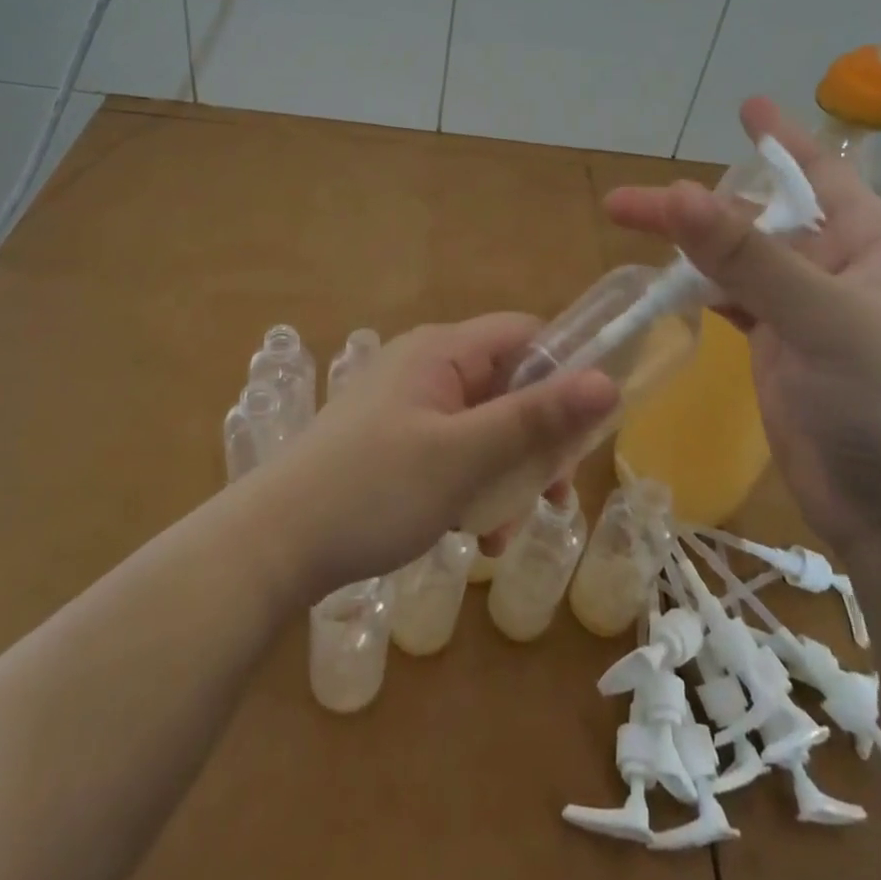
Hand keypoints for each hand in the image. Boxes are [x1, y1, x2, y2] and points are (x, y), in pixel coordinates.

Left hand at [253, 314, 616, 597]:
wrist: (272, 544)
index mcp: (441, 351)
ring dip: (505, 478)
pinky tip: (472, 537)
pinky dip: (471, 489)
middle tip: (554, 496)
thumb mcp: (465, 456)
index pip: (525, 335)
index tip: (590, 427)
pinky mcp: (393, 443)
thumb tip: (608, 383)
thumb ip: (536, 419)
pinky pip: (453, 453)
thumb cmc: (374, 489)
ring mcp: (407, 407)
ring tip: (501, 535)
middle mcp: (426, 367)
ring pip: (483, 429)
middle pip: (508, 387)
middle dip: (536, 443)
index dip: (566, 371)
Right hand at [605, 99, 880, 566]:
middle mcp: (839, 274)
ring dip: (691, 248)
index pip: (822, 176)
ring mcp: (807, 319)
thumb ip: (747, 256)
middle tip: (629, 202)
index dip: (782, 140)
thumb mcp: (823, 318)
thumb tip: (675, 192)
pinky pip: (735, 307)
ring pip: (739, 265)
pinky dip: (701, 291)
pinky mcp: (780, 359)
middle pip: (760, 221)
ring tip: (633, 234)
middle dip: (699, 205)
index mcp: (871, 248)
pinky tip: (667, 284)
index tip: (745, 105)